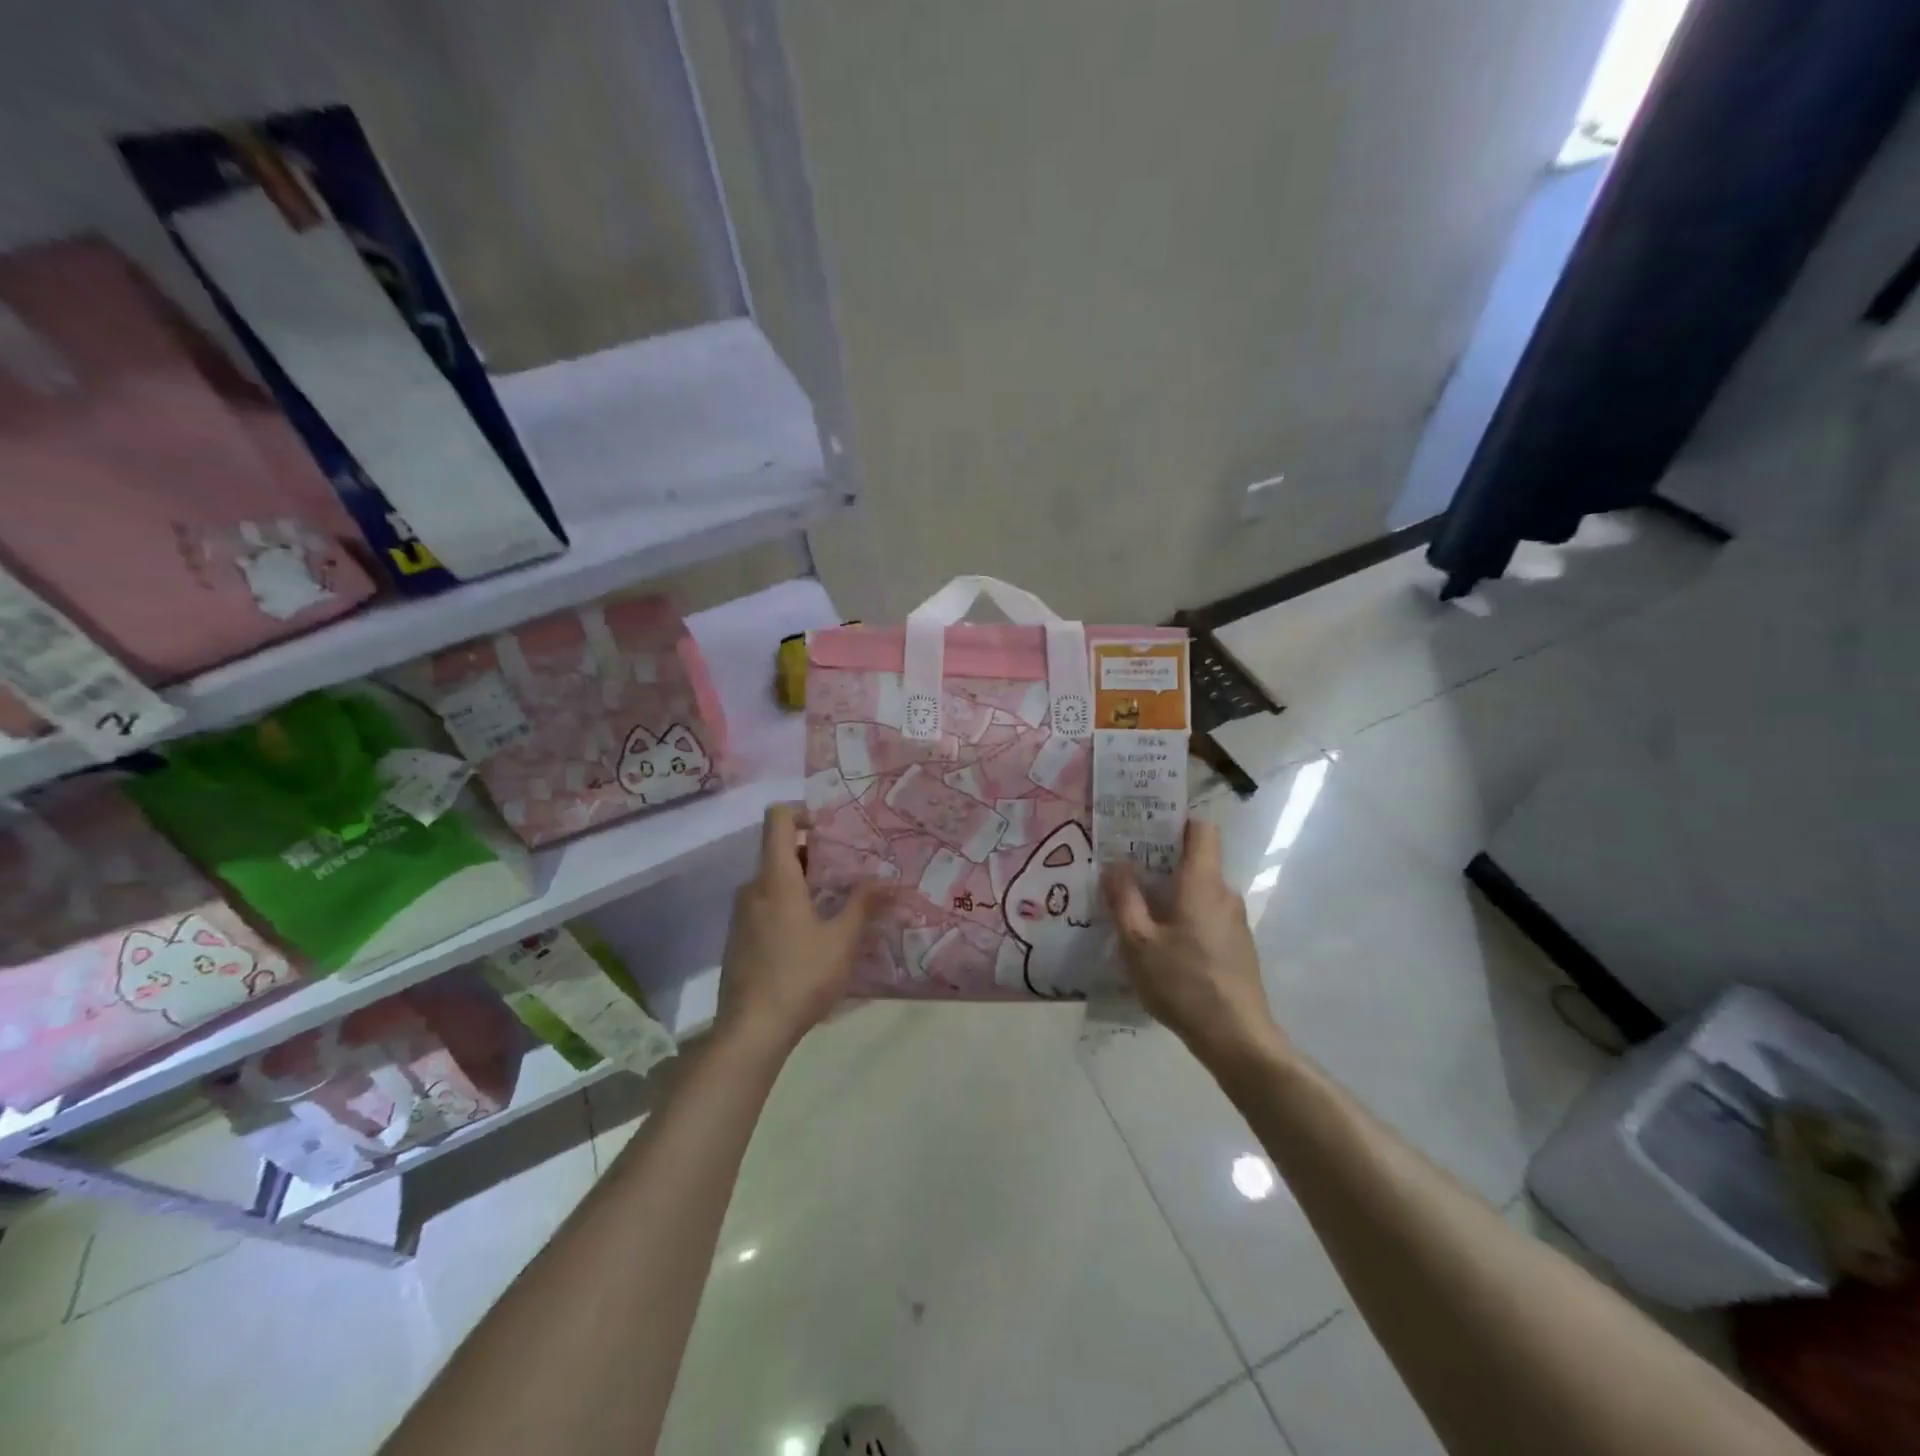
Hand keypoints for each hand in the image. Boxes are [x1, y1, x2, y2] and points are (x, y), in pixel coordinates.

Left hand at [714, 804, 886, 1057]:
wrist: (750, 1031)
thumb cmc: (800, 976)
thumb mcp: (842, 940)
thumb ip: (864, 905)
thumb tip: (889, 880)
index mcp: (776, 879)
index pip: (778, 820)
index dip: (802, 812)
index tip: (832, 830)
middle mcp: (753, 889)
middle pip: (780, 852)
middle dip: (816, 856)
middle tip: (850, 872)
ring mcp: (741, 915)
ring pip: (774, 883)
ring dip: (804, 884)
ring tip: (837, 905)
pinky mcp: (738, 940)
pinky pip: (765, 907)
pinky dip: (789, 907)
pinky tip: (812, 937)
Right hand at [1101, 819, 1288, 1073]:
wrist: (1237, 1038)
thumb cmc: (1183, 983)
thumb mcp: (1138, 943)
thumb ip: (1124, 899)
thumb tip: (1116, 864)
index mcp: (1202, 883)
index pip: (1201, 829)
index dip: (1175, 822)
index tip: (1144, 830)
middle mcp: (1224, 893)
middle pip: (1195, 861)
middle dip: (1160, 862)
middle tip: (1124, 872)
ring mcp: (1234, 921)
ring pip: (1199, 891)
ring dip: (1170, 894)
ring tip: (1135, 910)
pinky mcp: (1237, 946)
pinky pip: (1206, 916)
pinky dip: (1183, 918)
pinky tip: (1161, 945)